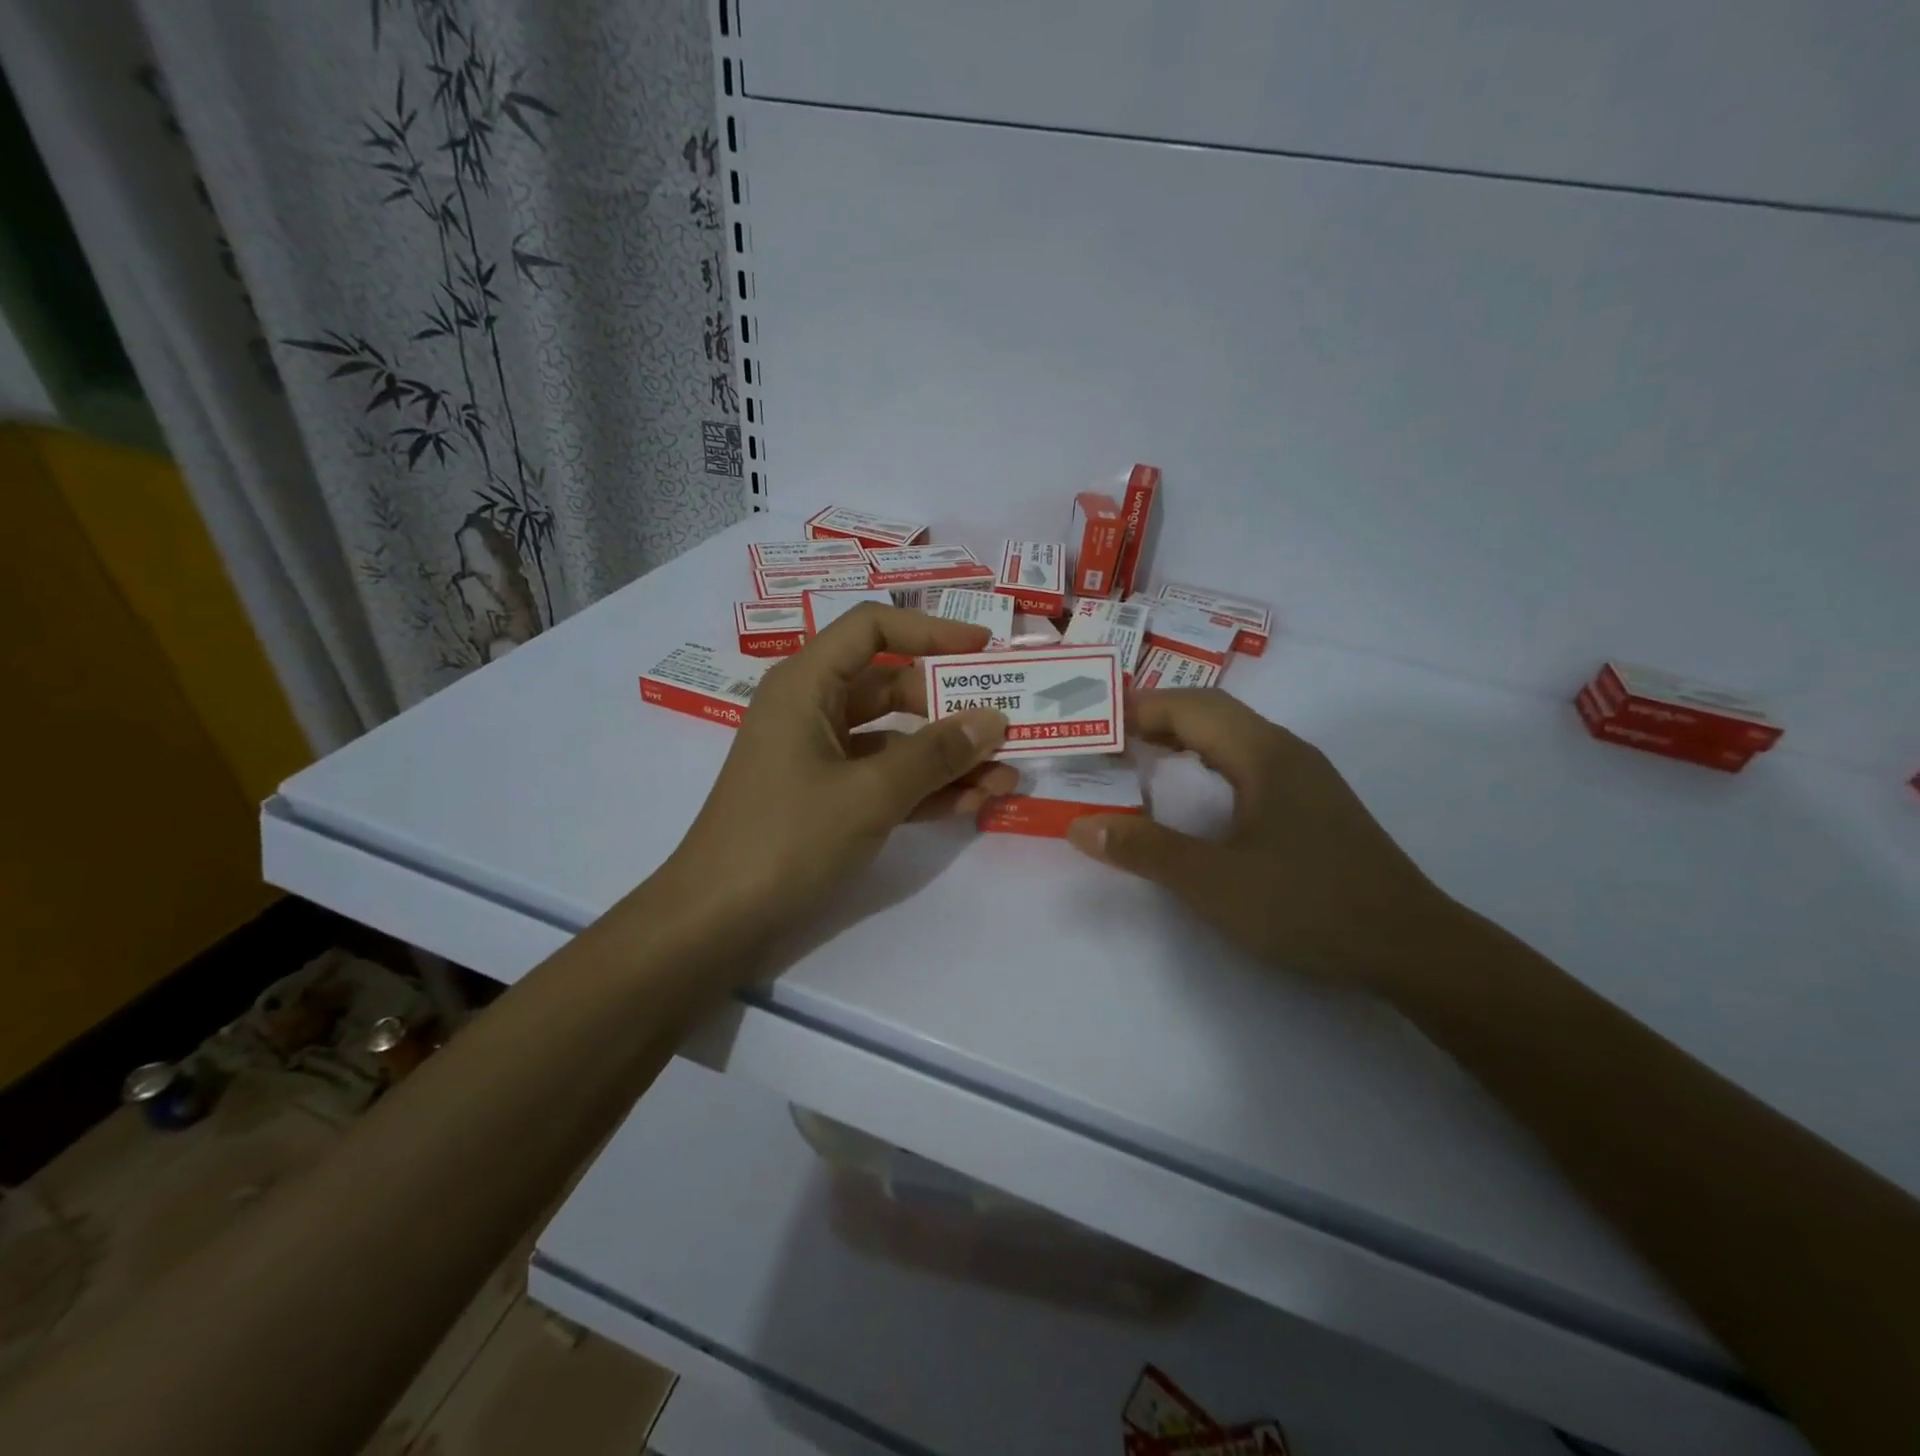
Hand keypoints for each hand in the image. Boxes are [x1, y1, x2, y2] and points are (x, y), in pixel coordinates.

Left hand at [654, 604, 1013, 969]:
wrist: (716, 922)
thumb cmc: (785, 839)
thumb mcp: (868, 793)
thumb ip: (934, 755)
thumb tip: (994, 720)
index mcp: (807, 685)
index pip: (872, 628)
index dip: (931, 631)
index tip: (985, 651)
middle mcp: (813, 710)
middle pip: (892, 686)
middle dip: (952, 707)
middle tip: (1009, 724)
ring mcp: (820, 757)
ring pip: (895, 739)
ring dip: (948, 756)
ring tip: (1006, 776)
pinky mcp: (827, 798)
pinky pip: (885, 779)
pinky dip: (924, 788)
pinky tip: (974, 803)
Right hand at [1067, 689, 1454, 983]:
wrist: (1412, 947)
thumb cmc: (1308, 906)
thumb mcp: (1214, 883)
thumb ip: (1145, 851)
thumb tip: (1081, 827)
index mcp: (1263, 754)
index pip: (1190, 706)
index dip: (1137, 709)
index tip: (1094, 727)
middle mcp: (1286, 750)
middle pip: (1212, 712)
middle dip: (1156, 719)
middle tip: (1109, 743)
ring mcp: (1305, 776)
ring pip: (1233, 736)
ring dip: (1184, 739)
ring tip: (1140, 763)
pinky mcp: (1314, 804)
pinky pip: (1249, 762)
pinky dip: (1209, 763)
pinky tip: (1197, 798)